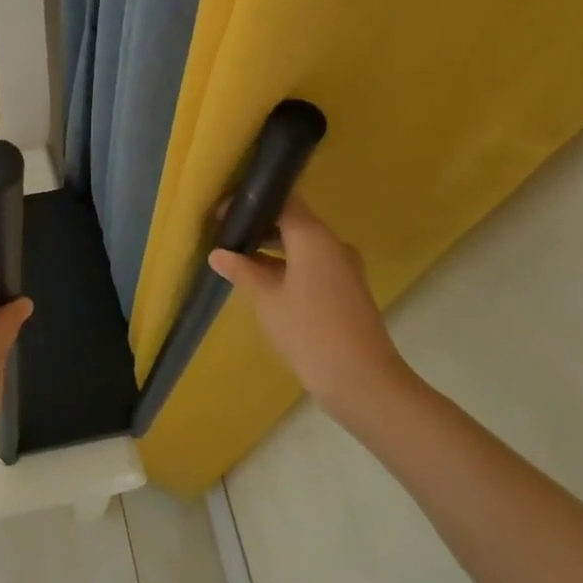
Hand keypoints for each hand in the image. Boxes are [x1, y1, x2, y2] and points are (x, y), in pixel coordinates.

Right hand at [208, 195, 409, 414]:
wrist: (364, 383)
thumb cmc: (309, 332)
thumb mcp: (266, 300)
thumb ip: (241, 271)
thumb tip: (218, 253)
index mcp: (313, 237)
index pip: (283, 200)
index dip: (252, 202)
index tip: (224, 212)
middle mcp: (332, 244)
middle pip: (292, 221)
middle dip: (259, 226)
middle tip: (225, 235)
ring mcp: (343, 268)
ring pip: (302, 245)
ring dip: (272, 249)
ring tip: (238, 259)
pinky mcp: (346, 290)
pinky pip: (312, 265)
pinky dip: (288, 266)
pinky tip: (264, 284)